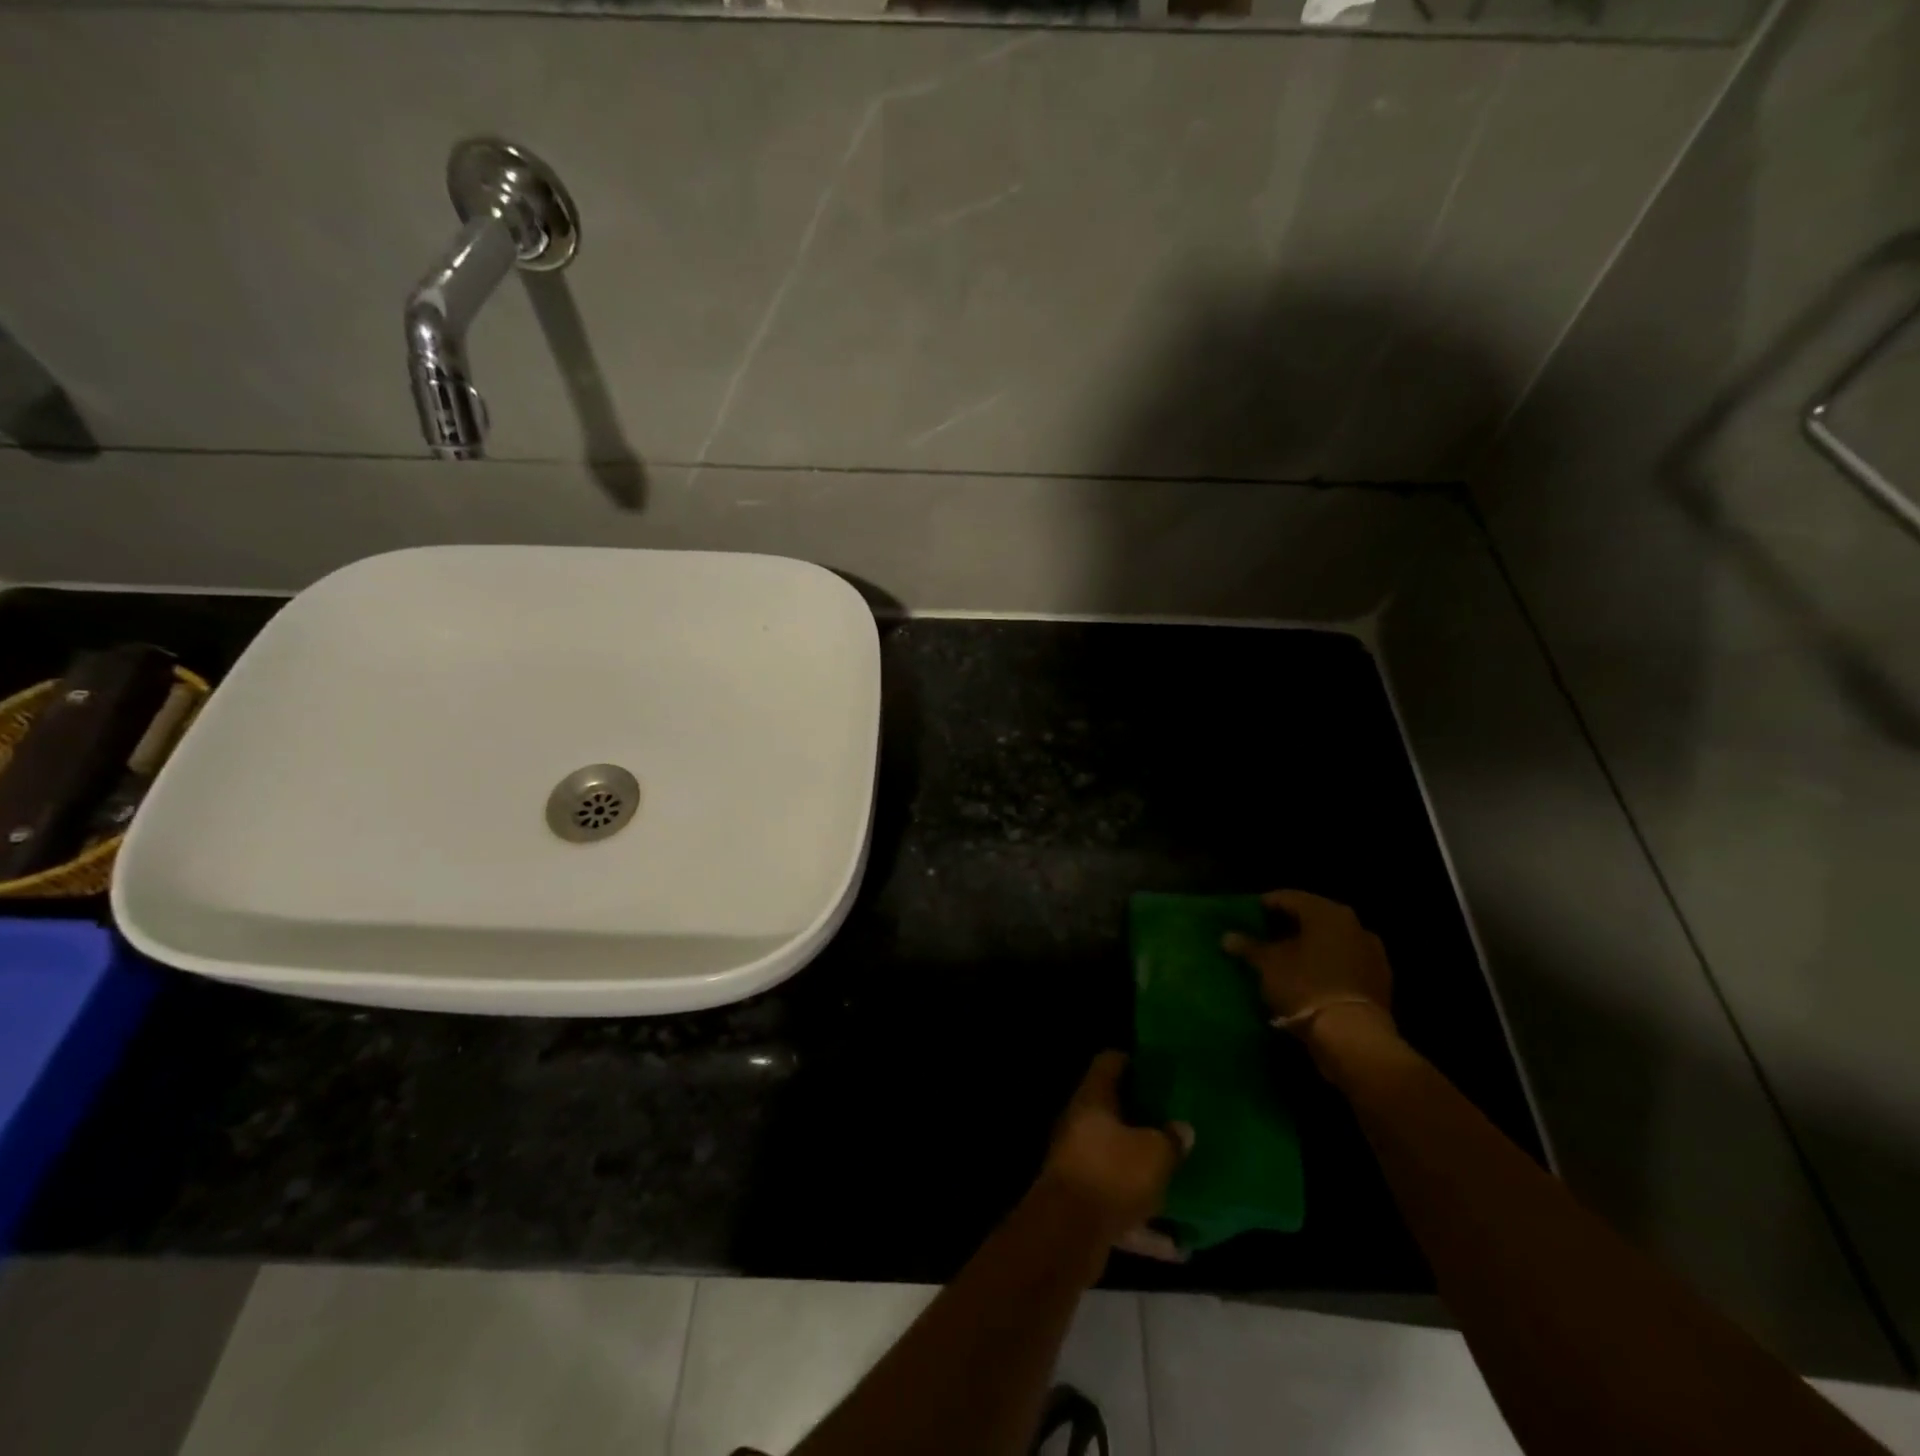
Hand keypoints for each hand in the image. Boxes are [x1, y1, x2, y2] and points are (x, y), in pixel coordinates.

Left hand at [1040, 1051, 1191, 1259]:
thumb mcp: (1155, 1153)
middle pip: (1112, 1114)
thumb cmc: (1112, 1173)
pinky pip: (1119, 1209)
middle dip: (1142, 1122)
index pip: (1108, 1063)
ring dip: (1145, 1177)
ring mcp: (1078, 1166)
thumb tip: (1182, 1129)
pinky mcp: (1082, 1206)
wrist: (1068, 1232)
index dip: (1130, 1061)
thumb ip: (1171, 1139)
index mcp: (1093, 1099)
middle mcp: (1080, 1126)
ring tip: (1180, 1185)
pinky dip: (1144, 1226)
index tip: (1156, 1069)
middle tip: (1174, 1123)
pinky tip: (1177, 1247)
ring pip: (1117, 1164)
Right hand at [1222, 890, 1395, 1042]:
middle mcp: (1353, 923)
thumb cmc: (1304, 987)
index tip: (1249, 915)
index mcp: (1325, 912)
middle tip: (1266, 935)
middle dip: (1290, 924)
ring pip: (1333, 938)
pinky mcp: (1380, 978)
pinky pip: (1346, 960)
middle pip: (1313, 916)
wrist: (1353, 1035)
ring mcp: (1371, 951)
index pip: (1288, 897)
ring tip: (1289, 957)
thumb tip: (1227, 937)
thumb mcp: (1268, 965)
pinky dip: (1329, 963)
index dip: (1266, 904)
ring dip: (1312, 944)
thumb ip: (1248, 946)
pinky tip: (1313, 975)